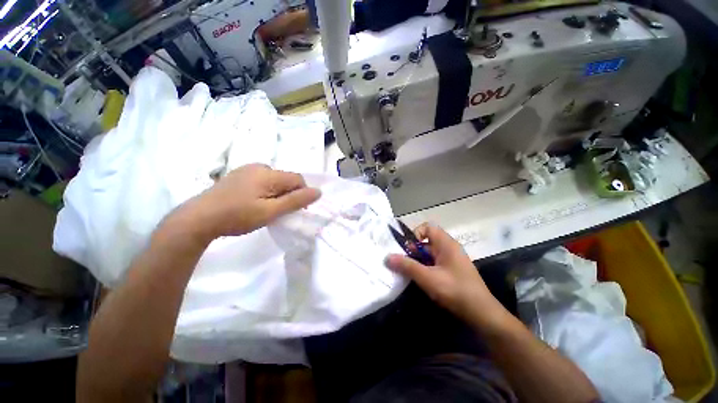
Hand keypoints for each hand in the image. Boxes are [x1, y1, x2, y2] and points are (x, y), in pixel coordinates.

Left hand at [174, 164, 320, 240]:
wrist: (198, 218)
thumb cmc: (237, 216)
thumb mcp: (271, 211)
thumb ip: (296, 201)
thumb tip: (318, 192)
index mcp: (269, 173)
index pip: (298, 179)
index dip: (302, 194)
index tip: (294, 211)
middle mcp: (260, 166)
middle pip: (286, 179)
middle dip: (289, 195)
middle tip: (278, 212)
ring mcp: (247, 170)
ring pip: (274, 181)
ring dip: (277, 194)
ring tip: (265, 210)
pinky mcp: (239, 176)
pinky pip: (262, 181)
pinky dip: (266, 192)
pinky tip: (254, 203)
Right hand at [385, 223, 499, 324]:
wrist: (482, 314)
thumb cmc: (455, 291)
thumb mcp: (428, 278)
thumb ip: (407, 266)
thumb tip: (387, 257)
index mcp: (446, 243)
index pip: (427, 228)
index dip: (415, 234)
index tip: (407, 249)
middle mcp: (449, 248)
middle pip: (426, 241)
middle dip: (413, 251)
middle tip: (402, 263)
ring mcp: (451, 260)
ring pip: (428, 254)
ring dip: (417, 261)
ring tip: (408, 273)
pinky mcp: (451, 271)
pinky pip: (433, 263)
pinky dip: (424, 268)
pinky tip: (420, 280)